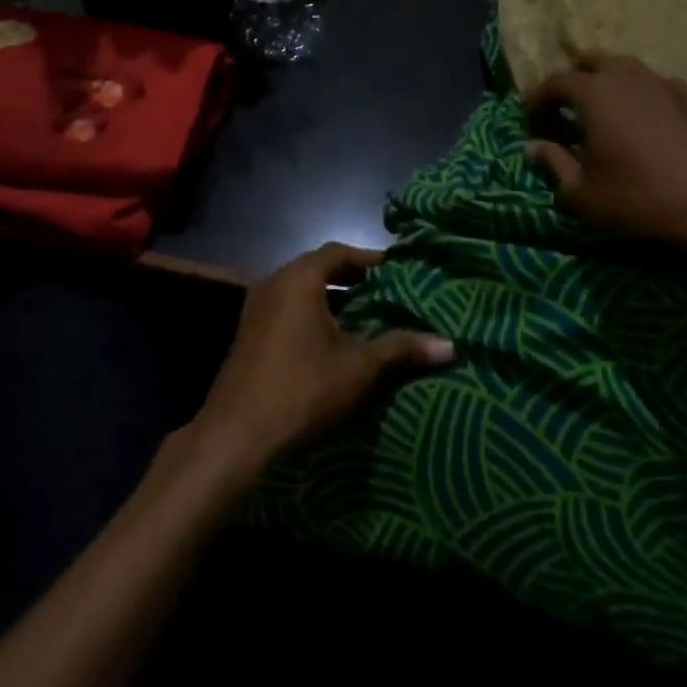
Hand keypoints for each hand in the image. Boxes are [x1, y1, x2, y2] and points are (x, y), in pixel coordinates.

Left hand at [185, 244, 453, 478]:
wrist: (236, 434)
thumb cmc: (303, 388)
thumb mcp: (359, 368)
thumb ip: (401, 349)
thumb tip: (450, 345)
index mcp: (299, 278)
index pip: (338, 252)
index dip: (368, 259)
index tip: (394, 270)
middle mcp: (274, 282)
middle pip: (317, 267)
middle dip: (350, 278)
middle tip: (383, 290)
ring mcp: (256, 307)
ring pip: (299, 289)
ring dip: (329, 297)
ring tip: (362, 314)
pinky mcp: (248, 332)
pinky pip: (285, 308)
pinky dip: (309, 312)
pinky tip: (329, 339)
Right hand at [525, 51, 686, 264]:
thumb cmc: (639, 200)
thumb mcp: (582, 194)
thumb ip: (554, 164)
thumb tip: (532, 146)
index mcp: (595, 93)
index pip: (555, 82)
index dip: (538, 98)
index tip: (532, 118)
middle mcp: (628, 77)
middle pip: (592, 60)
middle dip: (574, 78)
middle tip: (567, 108)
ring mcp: (665, 84)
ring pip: (627, 69)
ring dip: (608, 83)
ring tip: (605, 113)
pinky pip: (655, 86)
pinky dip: (640, 97)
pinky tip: (644, 125)